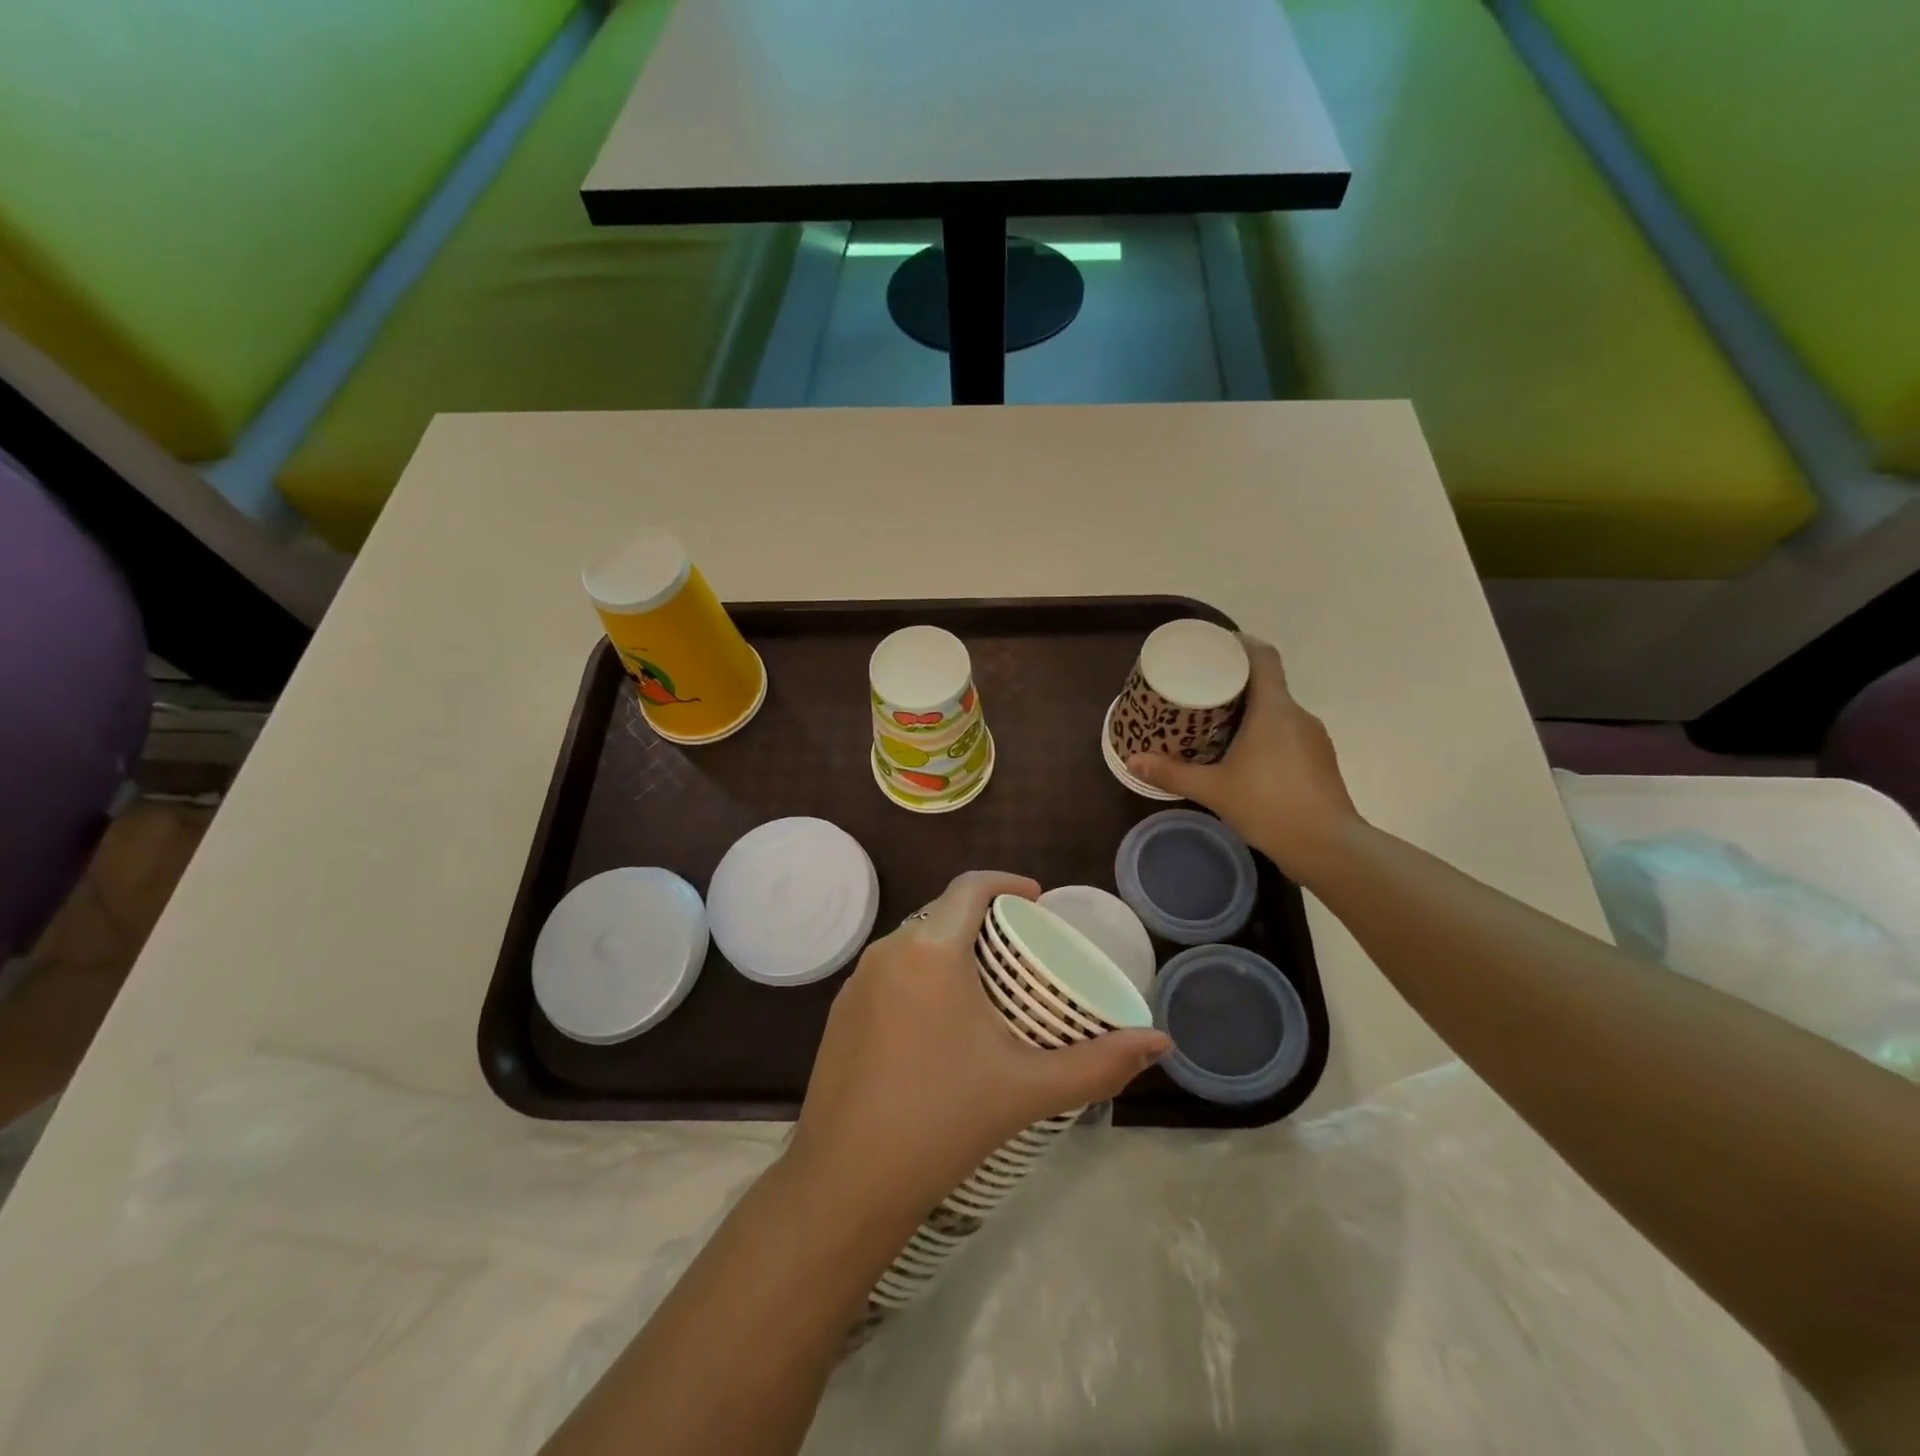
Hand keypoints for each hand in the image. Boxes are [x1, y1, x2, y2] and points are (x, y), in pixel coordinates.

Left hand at [787, 871, 1170, 1222]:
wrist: (847, 1182)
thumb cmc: (944, 1122)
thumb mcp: (1029, 1088)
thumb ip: (1099, 1063)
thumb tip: (1161, 1043)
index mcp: (930, 950)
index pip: (969, 887)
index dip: (1006, 882)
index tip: (1036, 900)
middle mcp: (887, 951)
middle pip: (942, 913)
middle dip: (982, 919)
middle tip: (1020, 951)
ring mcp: (856, 982)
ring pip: (913, 943)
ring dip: (950, 948)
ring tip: (985, 986)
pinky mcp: (839, 1012)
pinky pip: (889, 973)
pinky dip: (920, 975)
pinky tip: (938, 1021)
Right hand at [1128, 636, 1362, 881]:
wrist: (1328, 847)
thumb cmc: (1269, 807)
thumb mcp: (1213, 790)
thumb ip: (1172, 773)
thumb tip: (1132, 761)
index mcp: (1274, 709)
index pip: (1263, 657)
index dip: (1240, 644)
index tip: (1214, 647)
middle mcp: (1297, 715)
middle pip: (1266, 684)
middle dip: (1233, 684)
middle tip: (1199, 692)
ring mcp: (1313, 738)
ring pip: (1277, 712)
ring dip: (1249, 713)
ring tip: (1215, 725)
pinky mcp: (1319, 761)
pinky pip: (1287, 734)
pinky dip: (1264, 735)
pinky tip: (1243, 757)